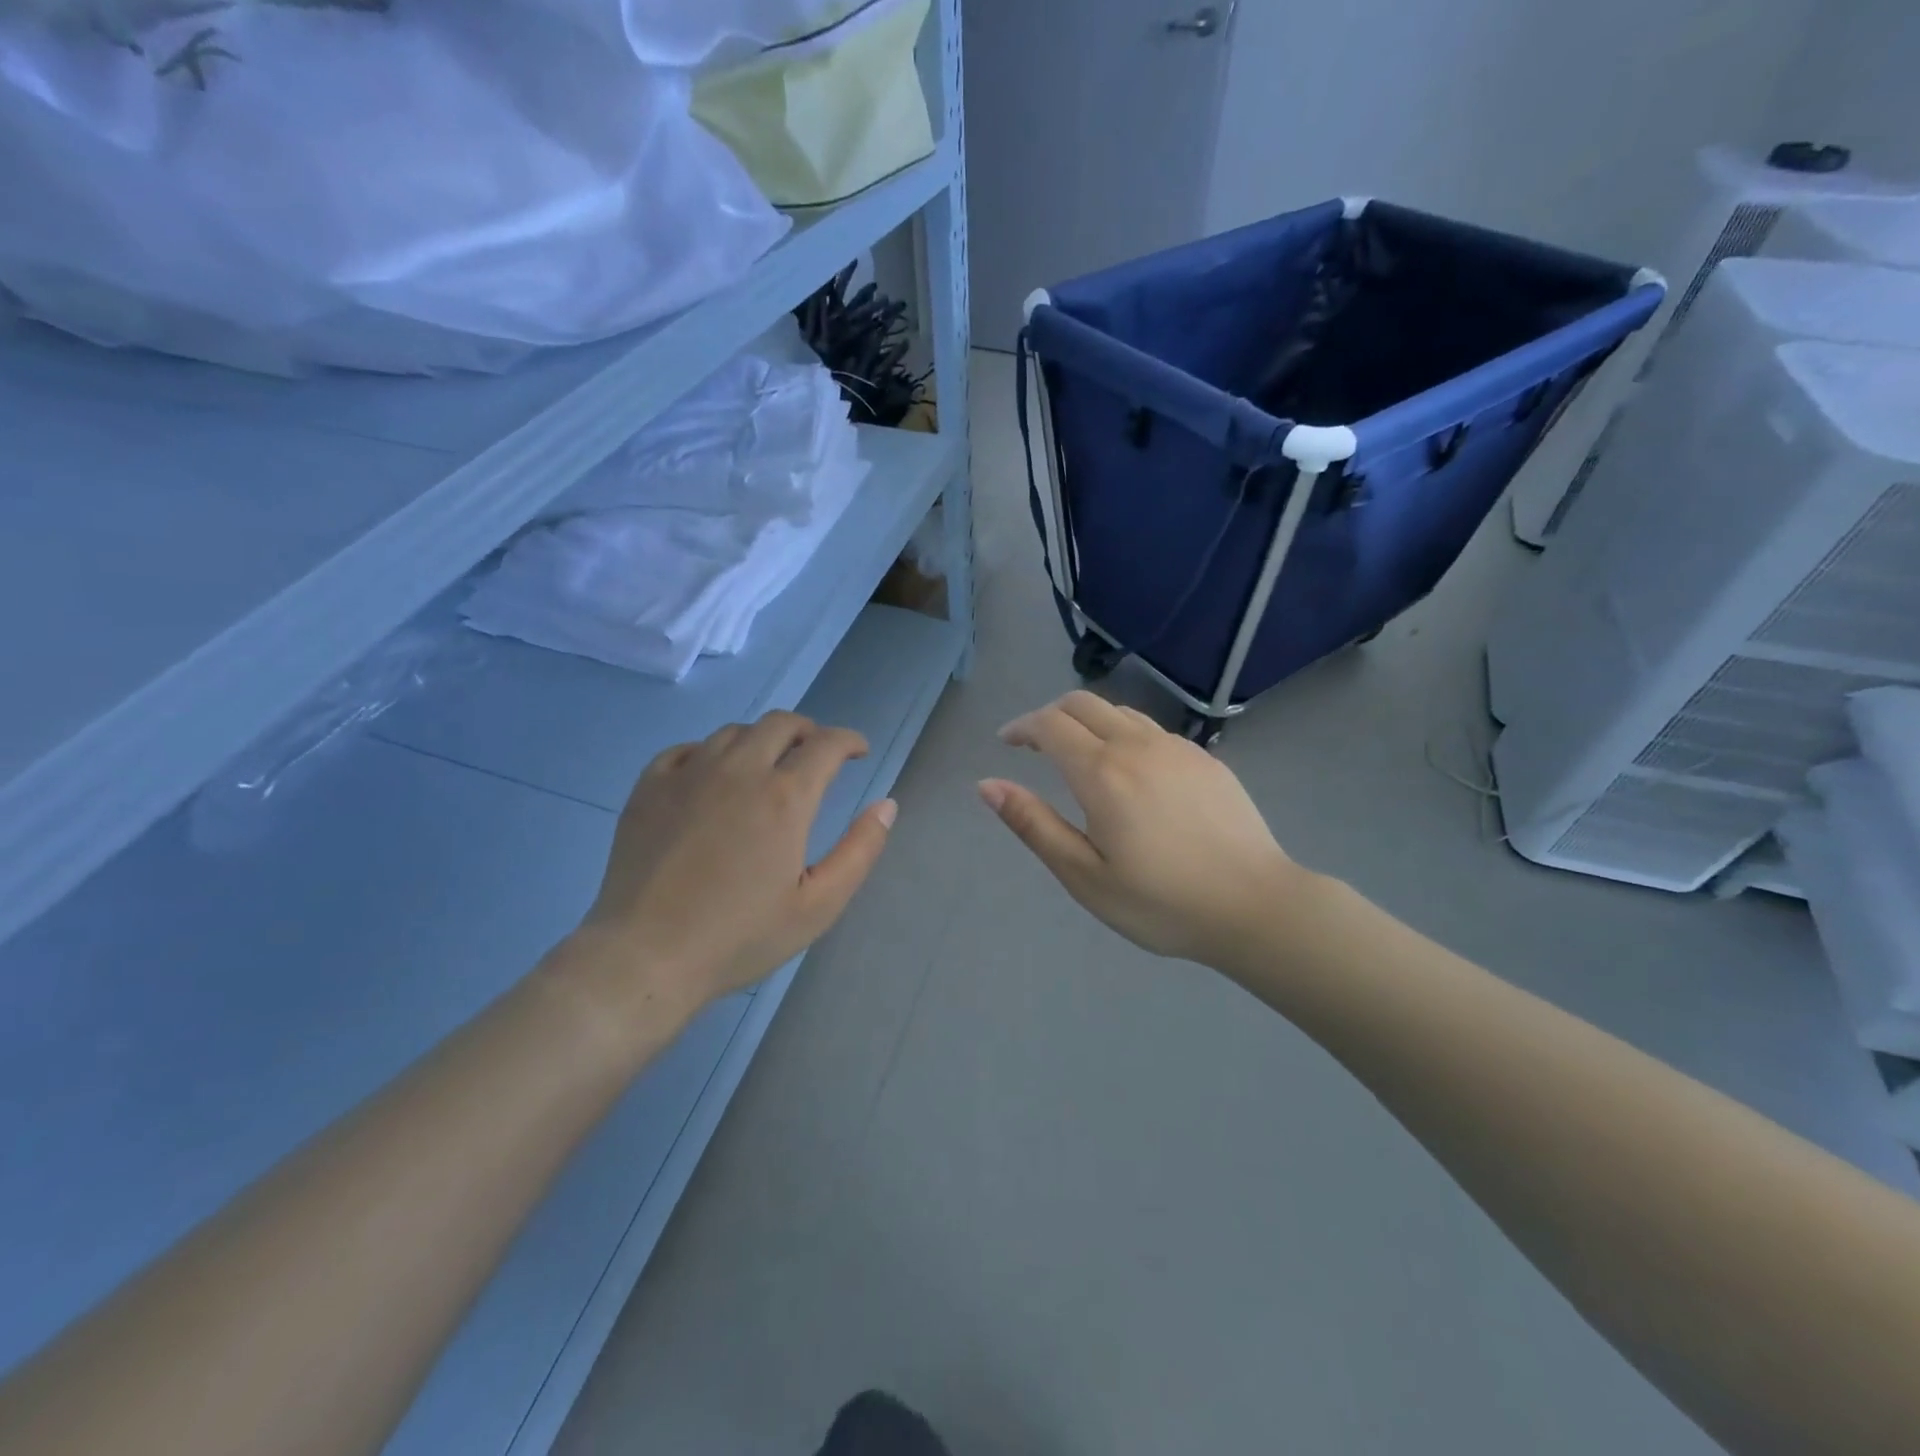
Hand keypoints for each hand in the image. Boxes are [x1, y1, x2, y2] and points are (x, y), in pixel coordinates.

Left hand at [569, 712, 895, 1025]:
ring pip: (734, 732)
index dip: (849, 741)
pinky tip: (712, 778)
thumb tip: (887, 805)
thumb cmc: (740, 937)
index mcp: (785, 797)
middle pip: (781, 723)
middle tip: (815, 756)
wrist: (646, 957)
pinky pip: (686, 749)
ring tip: (767, 767)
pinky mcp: (649, 787)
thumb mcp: (818, 906)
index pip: (826, 744)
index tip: (858, 751)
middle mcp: (739, 770)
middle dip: (808, 731)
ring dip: (761, 740)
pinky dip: (710, 753)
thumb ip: (860, 851)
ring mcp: (688, 774)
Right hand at [979, 691, 1307, 969]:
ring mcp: (1177, 748)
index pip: (1049, 725)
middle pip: (1082, 703)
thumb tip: (987, 785)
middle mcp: (1137, 745)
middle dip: (1049, 715)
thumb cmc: (1161, 902)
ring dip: (1087, 721)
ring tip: (1076, 753)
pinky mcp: (1205, 759)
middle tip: (1033, 744)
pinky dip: (1122, 733)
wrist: (1256, 905)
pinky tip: (1129, 771)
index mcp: (1102, 772)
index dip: (1021, 727)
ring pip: (1119, 711)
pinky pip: (1151, 729)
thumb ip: (1033, 824)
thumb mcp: (1084, 875)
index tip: (1006, 743)